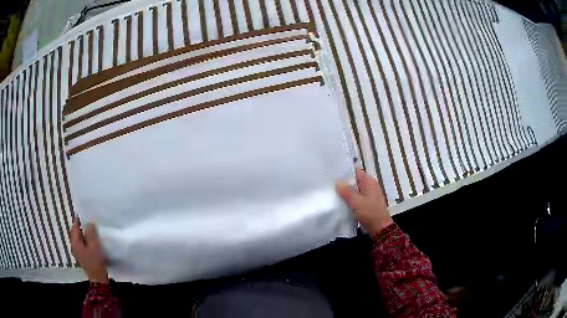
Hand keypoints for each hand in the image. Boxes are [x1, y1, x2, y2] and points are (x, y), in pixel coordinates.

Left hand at [70, 219, 109, 283]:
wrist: (98, 280)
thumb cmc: (95, 262)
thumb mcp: (94, 246)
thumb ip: (91, 233)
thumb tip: (89, 222)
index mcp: (75, 243)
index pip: (75, 227)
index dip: (78, 220)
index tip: (84, 213)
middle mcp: (74, 246)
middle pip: (76, 233)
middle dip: (81, 227)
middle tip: (89, 221)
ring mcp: (78, 253)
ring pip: (79, 239)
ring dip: (84, 234)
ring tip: (92, 230)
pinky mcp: (83, 257)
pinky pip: (82, 245)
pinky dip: (86, 241)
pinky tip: (92, 242)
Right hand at [336, 167, 392, 236]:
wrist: (379, 228)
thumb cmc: (369, 213)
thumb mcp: (356, 202)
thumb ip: (347, 191)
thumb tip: (337, 182)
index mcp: (369, 181)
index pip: (356, 171)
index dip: (345, 171)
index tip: (333, 172)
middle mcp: (370, 185)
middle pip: (355, 180)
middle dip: (344, 182)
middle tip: (330, 183)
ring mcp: (370, 194)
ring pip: (356, 189)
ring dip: (347, 191)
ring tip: (333, 191)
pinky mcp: (368, 202)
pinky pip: (357, 197)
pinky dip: (351, 198)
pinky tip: (341, 201)